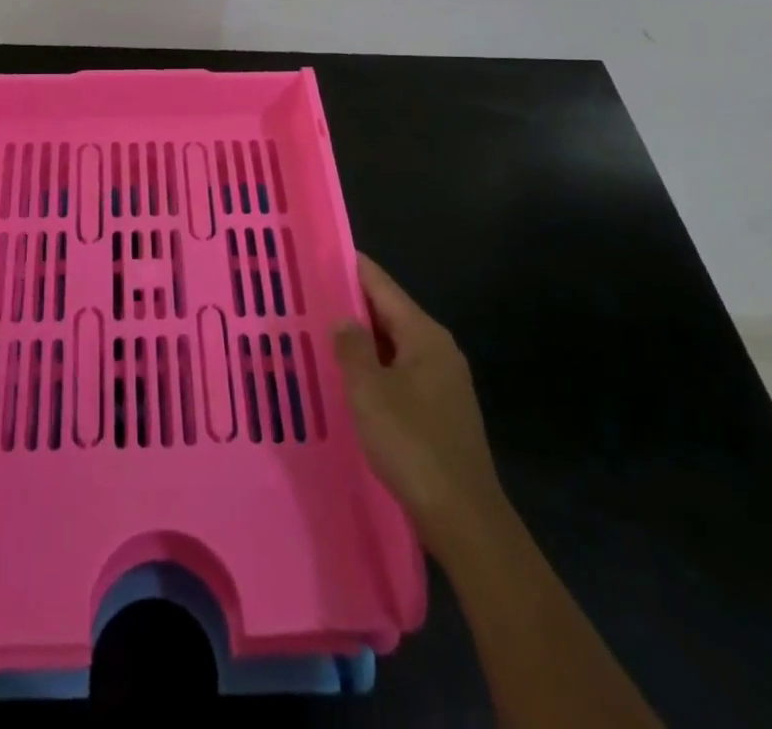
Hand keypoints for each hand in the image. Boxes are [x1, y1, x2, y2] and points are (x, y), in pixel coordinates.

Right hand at [333, 254, 502, 548]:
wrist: (464, 518)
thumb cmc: (412, 444)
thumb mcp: (369, 390)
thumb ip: (352, 348)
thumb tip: (343, 319)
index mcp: (424, 335)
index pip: (382, 285)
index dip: (352, 268)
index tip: (320, 253)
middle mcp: (438, 350)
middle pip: (389, 313)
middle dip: (351, 305)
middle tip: (308, 295)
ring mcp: (442, 382)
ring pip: (393, 346)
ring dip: (361, 341)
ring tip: (319, 334)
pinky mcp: (439, 411)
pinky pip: (399, 373)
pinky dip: (373, 368)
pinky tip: (348, 380)